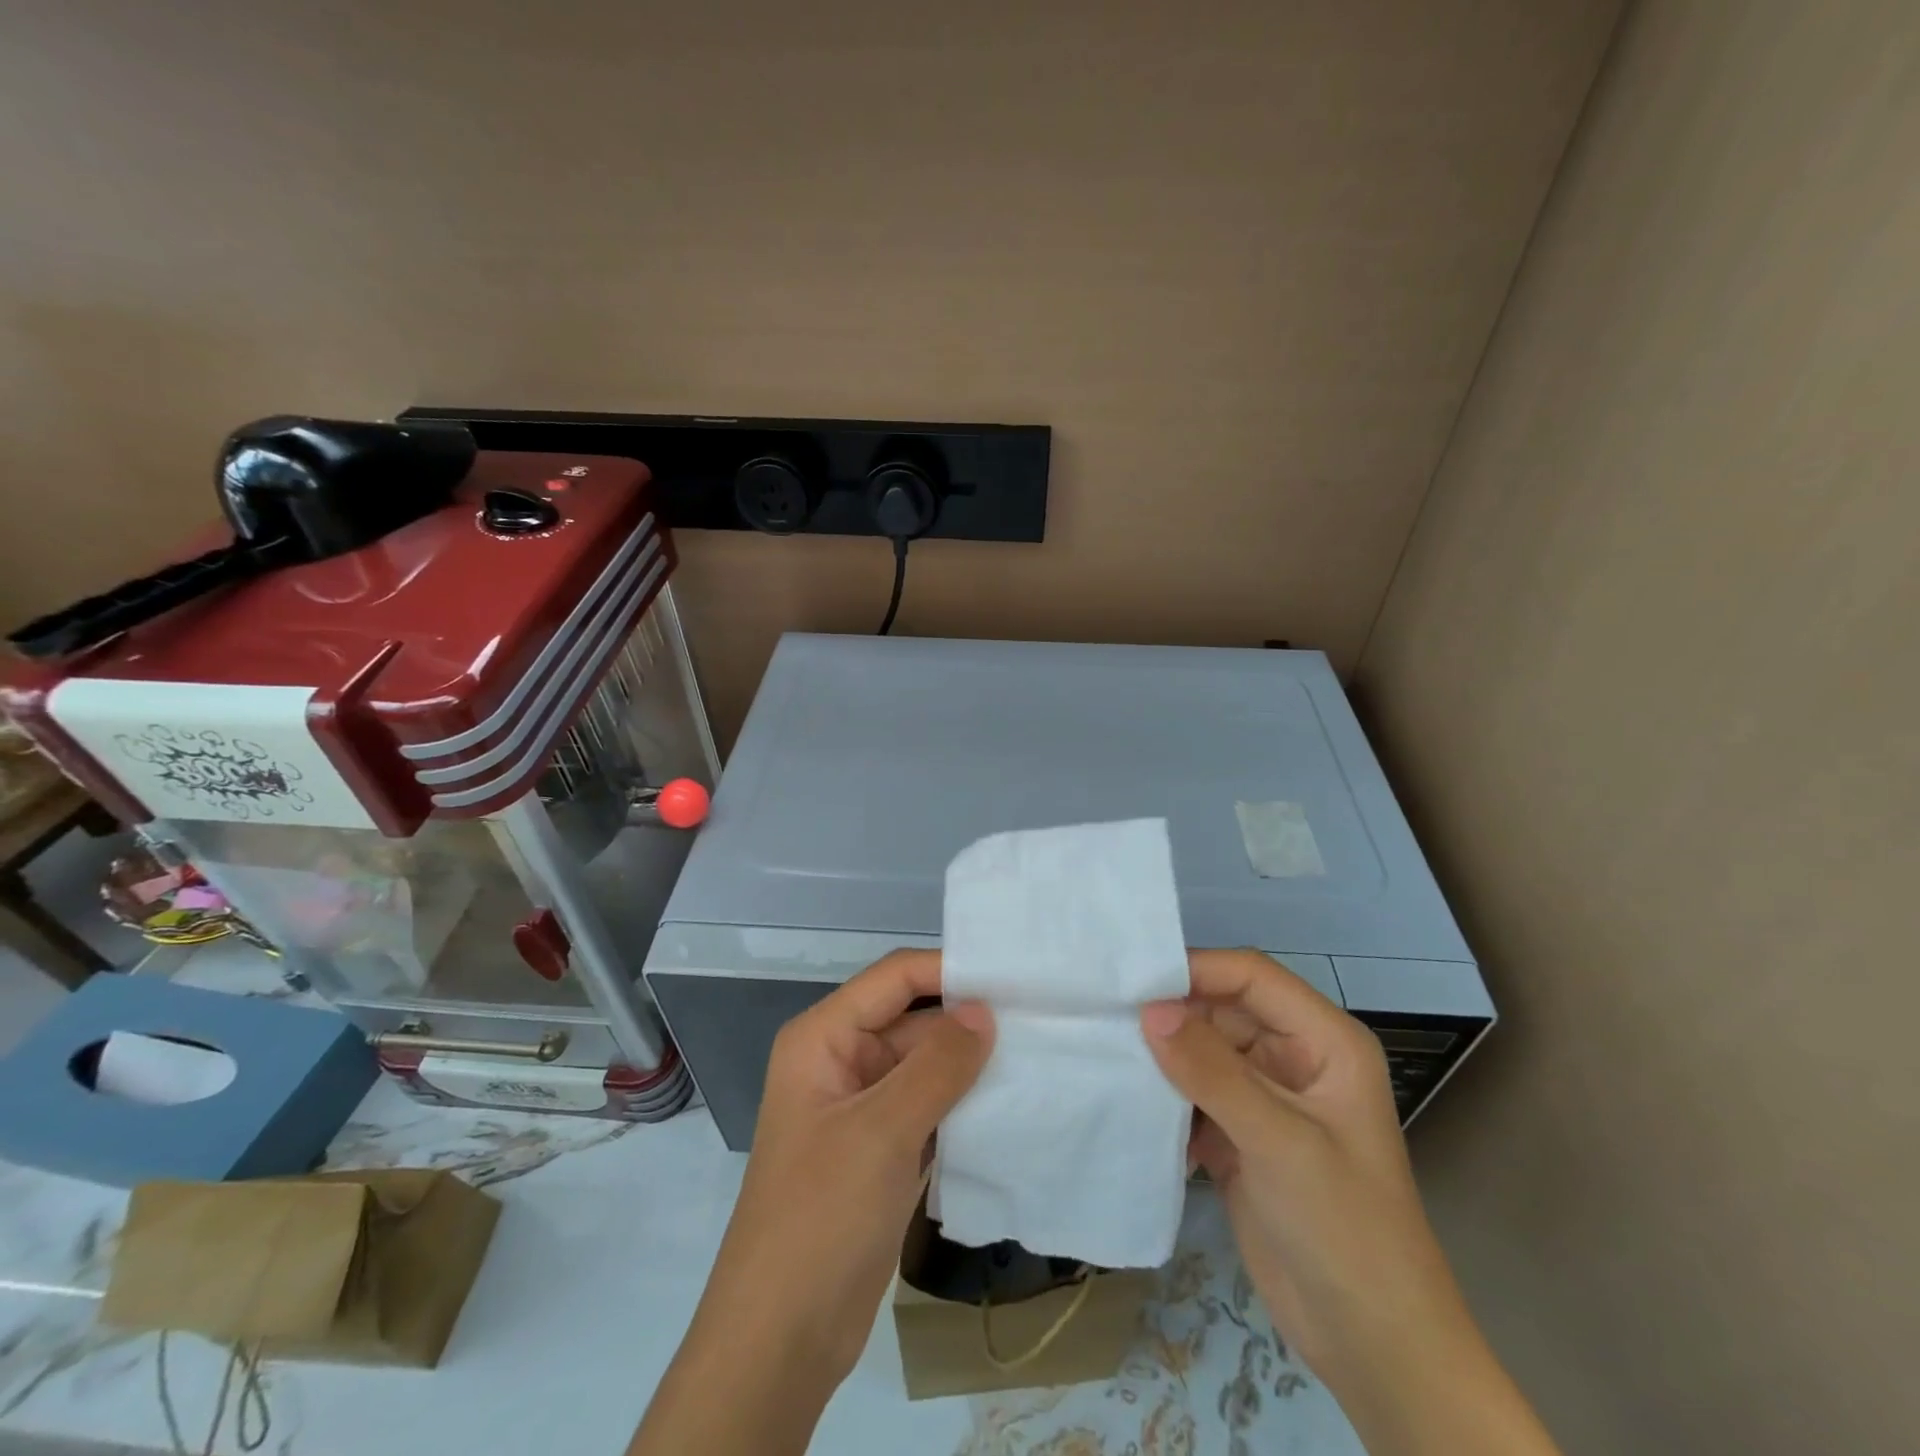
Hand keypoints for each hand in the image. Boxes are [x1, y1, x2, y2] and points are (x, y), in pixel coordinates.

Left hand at [632, 950, 991, 1455]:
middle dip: (969, 1020)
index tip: (1014, 976)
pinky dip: (964, 1104)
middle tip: (1040, 1017)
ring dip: (972, 1064)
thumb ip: (938, 1065)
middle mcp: (842, 1060)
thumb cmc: (821, 1216)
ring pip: (926, 1065)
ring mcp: (863, 1107)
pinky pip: (930, 1107)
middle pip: (913, 1019)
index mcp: (824, 1038)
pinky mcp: (883, 1149)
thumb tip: (985, 1010)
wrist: (781, 1341)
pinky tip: (1013, 1103)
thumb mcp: (882, 1131)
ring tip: (1038, 1053)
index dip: (949, 971)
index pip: (894, 978)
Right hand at [1141, 950, 1557, 1455]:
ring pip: (1201, 1049)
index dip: (1196, 971)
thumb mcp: (1280, 1142)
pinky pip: (1192, 1091)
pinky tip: (1126, 1096)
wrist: (1371, 1347)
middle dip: (1171, 1013)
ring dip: (1161, 1053)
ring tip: (1106, 1049)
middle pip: (1221, 1009)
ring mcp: (1265, 1097)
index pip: (1251, 977)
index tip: (1134, 986)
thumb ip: (1212, 1071)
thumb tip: (1148, 1010)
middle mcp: (1293, 1056)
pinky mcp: (1239, 1133)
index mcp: (1324, 1041)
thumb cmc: (1345, 1230)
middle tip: (1107, 1017)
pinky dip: (1163, 1093)